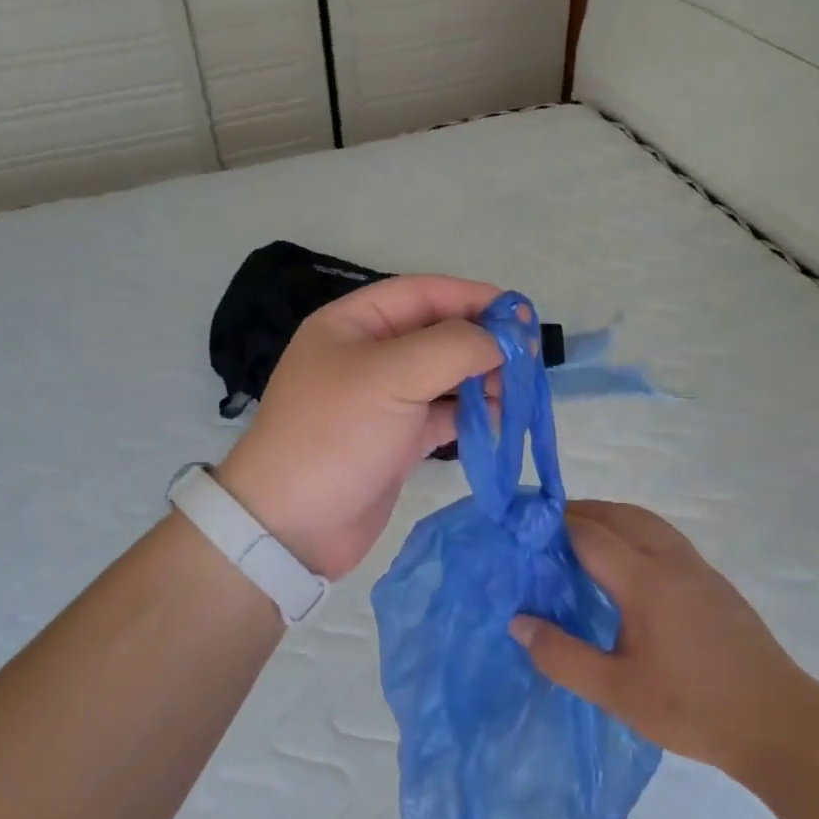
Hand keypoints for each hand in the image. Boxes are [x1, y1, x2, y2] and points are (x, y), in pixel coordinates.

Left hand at [217, 275, 502, 579]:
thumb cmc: (335, 435)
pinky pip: (442, 415)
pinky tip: (497, 422)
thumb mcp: (391, 376)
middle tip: (526, 360)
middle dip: (482, 342)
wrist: (292, 525)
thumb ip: (452, 346)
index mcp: (353, 324)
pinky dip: (471, 415)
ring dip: (481, 380)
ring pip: (444, 376)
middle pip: (437, 333)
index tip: (521, 314)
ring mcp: (383, 400)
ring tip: (514, 394)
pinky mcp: (396, 440)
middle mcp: (368, 356)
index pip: (422, 293)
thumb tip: (502, 340)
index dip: (473, 297)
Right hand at [511, 502, 818, 778]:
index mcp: (646, 581)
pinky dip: (634, 534)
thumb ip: (563, 656)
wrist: (781, 725)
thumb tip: (518, 622)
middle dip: (580, 513)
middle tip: (544, 531)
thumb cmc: (693, 709)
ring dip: (610, 519)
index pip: (589, 534)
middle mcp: (672, 561)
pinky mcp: (715, 583)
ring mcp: (698, 569)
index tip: (521, 530)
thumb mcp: (617, 693)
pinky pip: (665, 539)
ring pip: (647, 523)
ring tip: (578, 541)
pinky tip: (624, 569)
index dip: (552, 526)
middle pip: (620, 515)